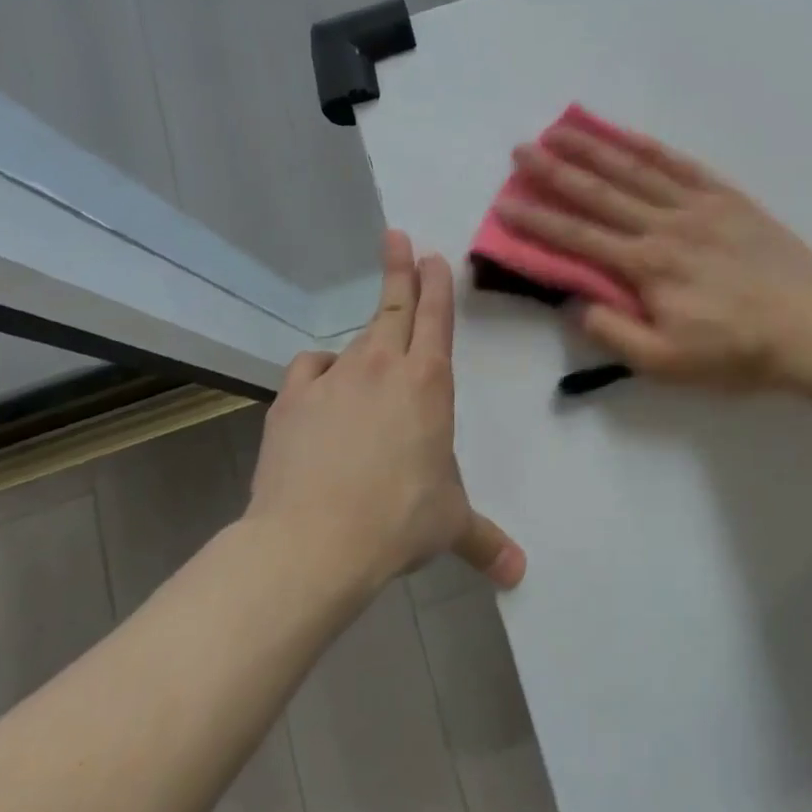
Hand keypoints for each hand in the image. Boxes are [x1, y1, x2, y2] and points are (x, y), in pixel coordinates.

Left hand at [245, 230, 525, 592]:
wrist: (314, 540)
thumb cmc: (400, 520)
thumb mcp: (450, 525)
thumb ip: (485, 542)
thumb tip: (519, 575)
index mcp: (429, 383)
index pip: (437, 317)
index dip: (436, 283)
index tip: (432, 253)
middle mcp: (383, 367)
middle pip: (395, 306)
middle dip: (400, 270)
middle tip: (397, 237)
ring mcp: (333, 378)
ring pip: (354, 341)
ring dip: (366, 336)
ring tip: (369, 349)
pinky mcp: (292, 400)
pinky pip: (310, 371)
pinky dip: (319, 373)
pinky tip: (320, 386)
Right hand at [498, 122, 811, 390]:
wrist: (810, 330)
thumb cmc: (736, 353)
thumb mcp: (667, 363)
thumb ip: (616, 334)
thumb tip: (577, 303)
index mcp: (648, 267)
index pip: (580, 238)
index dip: (539, 221)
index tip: (505, 203)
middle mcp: (666, 227)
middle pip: (601, 194)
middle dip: (556, 172)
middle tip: (522, 150)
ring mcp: (700, 207)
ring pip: (637, 171)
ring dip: (596, 149)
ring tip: (562, 129)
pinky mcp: (730, 200)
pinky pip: (684, 166)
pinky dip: (651, 148)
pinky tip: (627, 135)